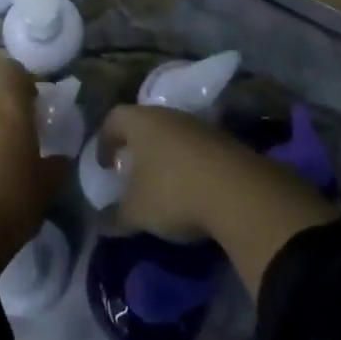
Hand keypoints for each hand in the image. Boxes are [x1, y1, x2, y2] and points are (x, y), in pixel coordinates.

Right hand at [100, 104, 339, 295]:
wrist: (240, 193)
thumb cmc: (174, 192)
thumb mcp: (138, 212)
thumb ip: (116, 217)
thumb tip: (100, 224)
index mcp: (141, 122)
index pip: (114, 119)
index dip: (104, 141)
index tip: (104, 165)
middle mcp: (169, 115)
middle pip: (145, 124)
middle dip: (136, 148)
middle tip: (130, 173)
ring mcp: (200, 126)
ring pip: (173, 135)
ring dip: (164, 157)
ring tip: (161, 186)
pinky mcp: (225, 142)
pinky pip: (196, 149)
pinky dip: (188, 166)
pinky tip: (191, 191)